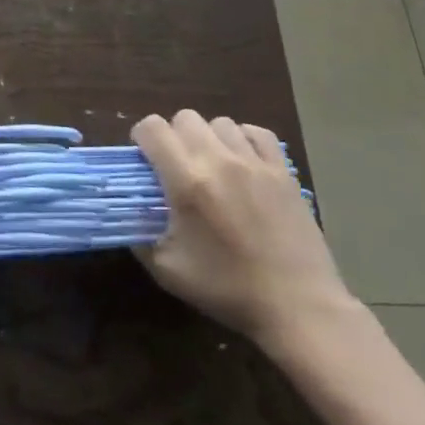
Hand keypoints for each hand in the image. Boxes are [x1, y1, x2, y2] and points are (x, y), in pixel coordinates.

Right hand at [132, 110, 356, 355]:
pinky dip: (244, 139)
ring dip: (209, 138)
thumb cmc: (228, 290)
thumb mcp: (168, 271)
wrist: (298, 306)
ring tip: (213, 166)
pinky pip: (257, 132)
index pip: (153, 128)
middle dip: (174, 136)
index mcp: (187, 181)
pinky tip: (242, 162)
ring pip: (220, 123)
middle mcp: (219, 160)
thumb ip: (138, 236)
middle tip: (177, 166)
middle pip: (185, 118)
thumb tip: (127, 212)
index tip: (145, 159)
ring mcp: (254, 162)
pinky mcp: (282, 170)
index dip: (142, 138)